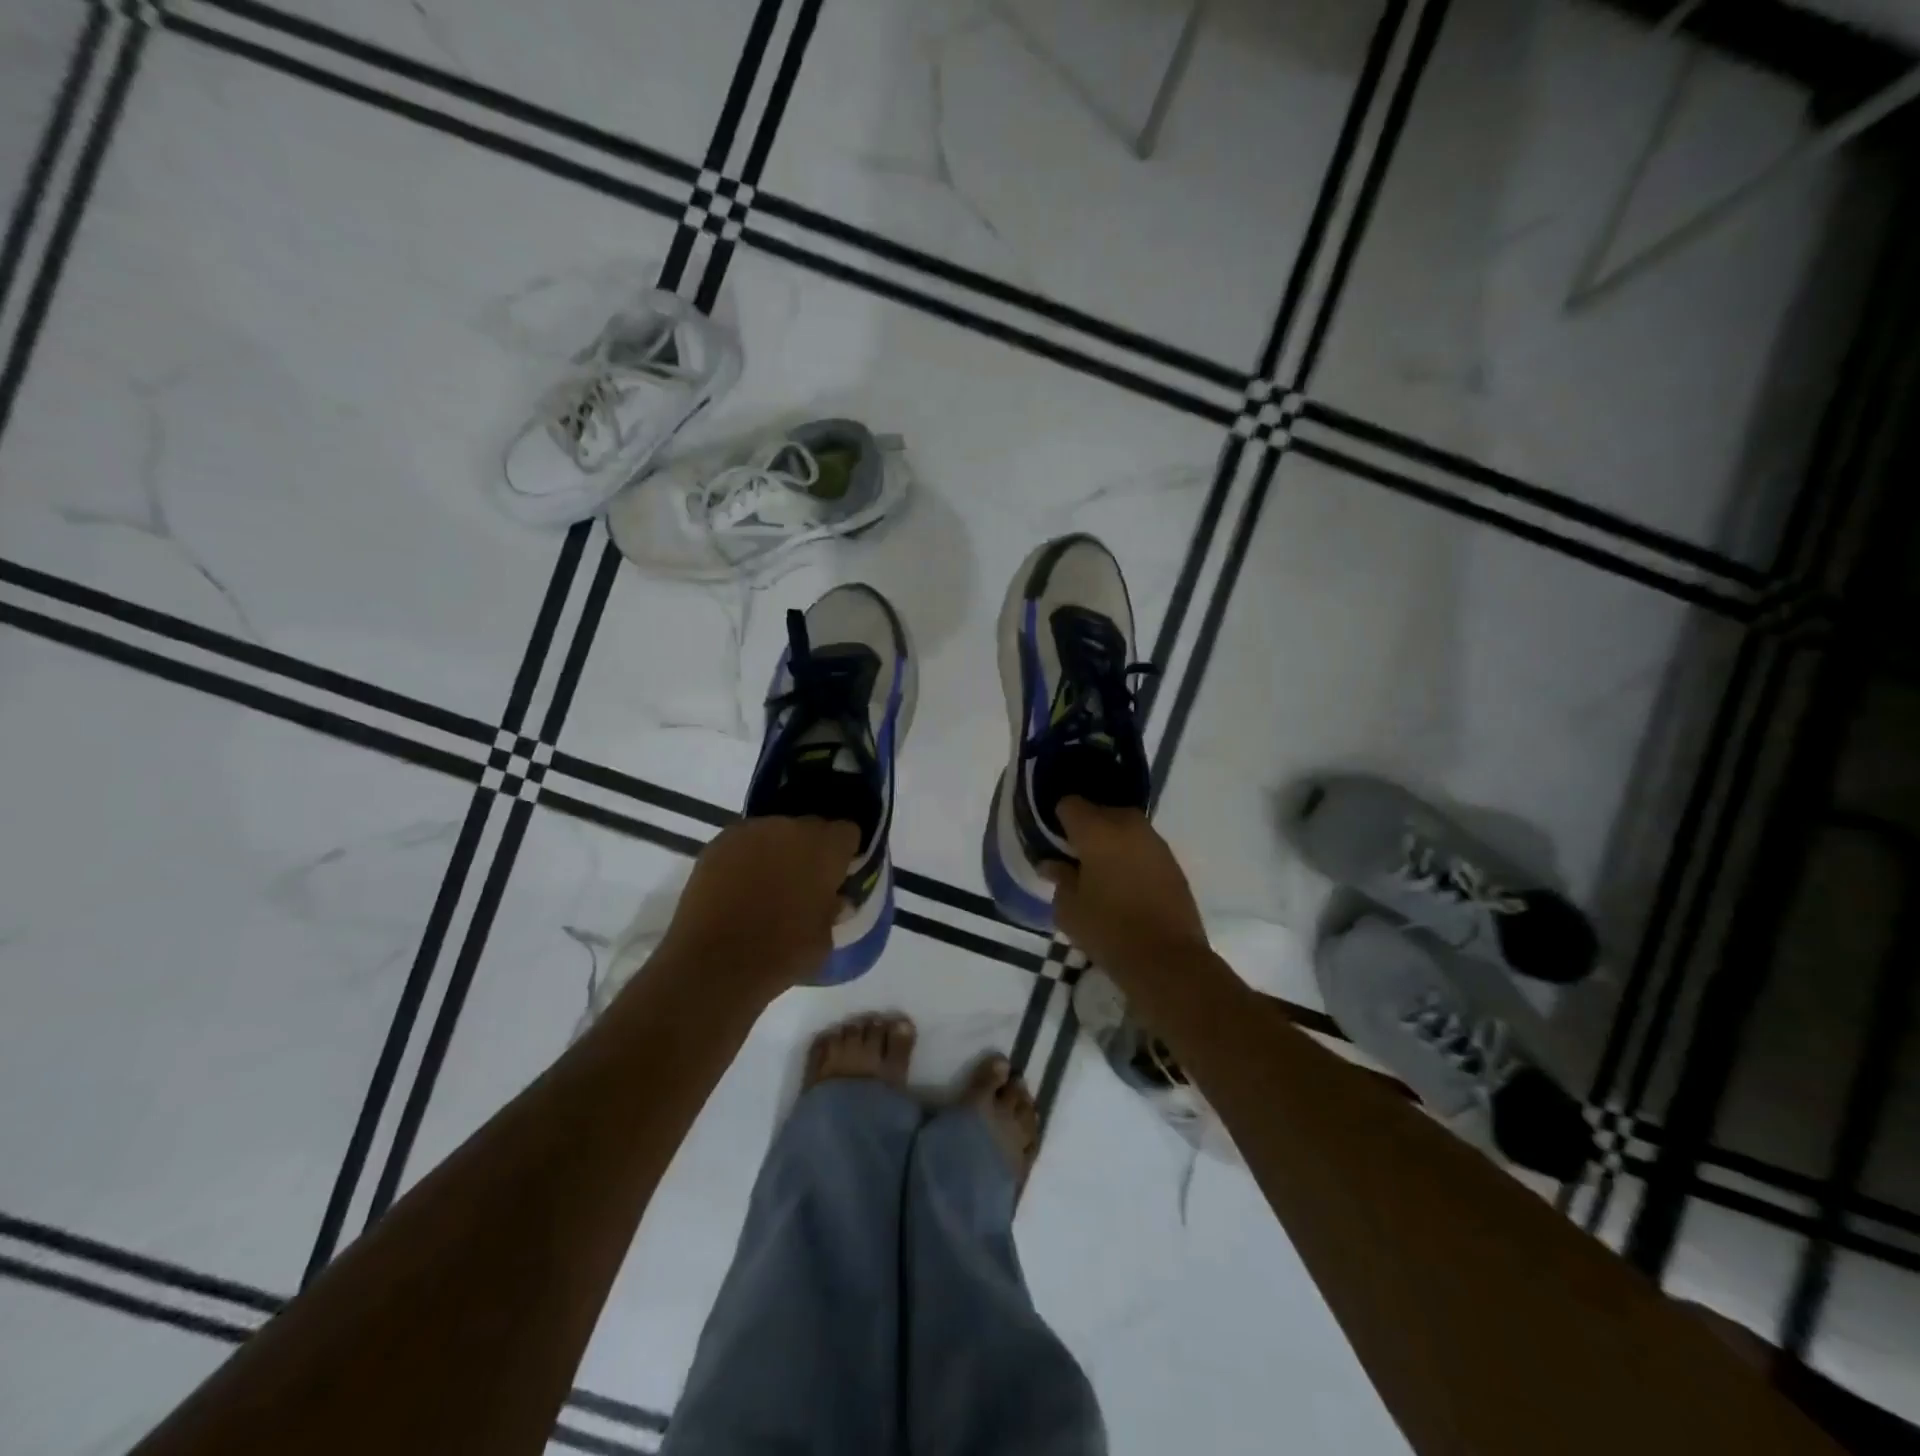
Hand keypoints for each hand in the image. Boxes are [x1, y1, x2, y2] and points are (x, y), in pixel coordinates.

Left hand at [656, 816, 859, 993]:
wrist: (713, 964)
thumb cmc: (782, 953)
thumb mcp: (824, 939)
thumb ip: (832, 909)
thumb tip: (834, 900)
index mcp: (825, 847)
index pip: (847, 833)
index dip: (844, 855)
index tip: (838, 877)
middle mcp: (790, 828)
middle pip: (810, 828)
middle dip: (810, 850)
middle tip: (803, 884)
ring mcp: (750, 832)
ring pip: (774, 833)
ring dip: (777, 852)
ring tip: (766, 887)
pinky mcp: (717, 844)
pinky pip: (743, 844)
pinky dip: (746, 860)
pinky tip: (739, 889)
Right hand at [1043, 798, 1208, 978]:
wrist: (1167, 959)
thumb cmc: (1108, 930)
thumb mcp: (1068, 909)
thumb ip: (1059, 878)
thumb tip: (1052, 863)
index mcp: (1097, 830)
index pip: (1070, 804)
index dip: (1058, 820)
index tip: (1054, 842)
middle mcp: (1128, 825)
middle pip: (1100, 811)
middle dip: (1086, 828)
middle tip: (1075, 858)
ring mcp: (1154, 842)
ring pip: (1124, 827)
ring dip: (1111, 841)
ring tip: (1100, 871)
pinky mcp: (1172, 861)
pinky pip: (1142, 846)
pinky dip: (1131, 856)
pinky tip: (1124, 883)